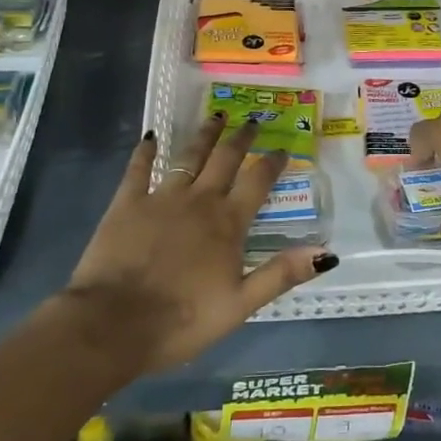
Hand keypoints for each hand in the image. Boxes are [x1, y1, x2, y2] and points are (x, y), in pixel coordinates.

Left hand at [65, 116, 335, 371]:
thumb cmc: (181, 320)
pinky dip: (146, 152)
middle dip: (241, 138)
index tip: (282, 148)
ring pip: (188, 156)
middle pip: (225, 159)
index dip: (272, 162)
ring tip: (216, 116)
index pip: (257, 182)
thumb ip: (281, 273)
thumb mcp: (240, 305)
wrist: (113, 325)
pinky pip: (138, 169)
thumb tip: (327, 252)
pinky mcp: (127, 203)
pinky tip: (151, 138)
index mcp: (228, 223)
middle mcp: (199, 200)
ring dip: (204, 135)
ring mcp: (161, 198)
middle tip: (252, 121)